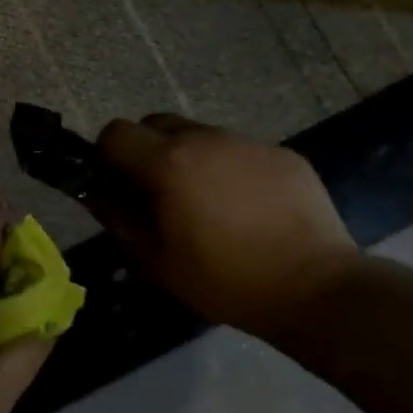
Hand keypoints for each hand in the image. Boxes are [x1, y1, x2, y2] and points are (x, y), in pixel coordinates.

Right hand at [93, 115, 356, 340]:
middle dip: (146, 151)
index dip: (107, 157)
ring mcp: (248, 142)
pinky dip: (228, 169)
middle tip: (158, 194)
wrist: (316, 288)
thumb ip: (118, 218)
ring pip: (199, 135)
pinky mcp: (281, 153)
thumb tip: (97, 193)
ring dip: (189, 159)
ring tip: (207, 204)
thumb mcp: (156, 261)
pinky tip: (246, 208)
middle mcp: (205, 138)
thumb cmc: (224, 280)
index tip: (117, 187)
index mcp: (168, 163)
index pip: (115, 132)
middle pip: (156, 124)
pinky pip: (238, 150)